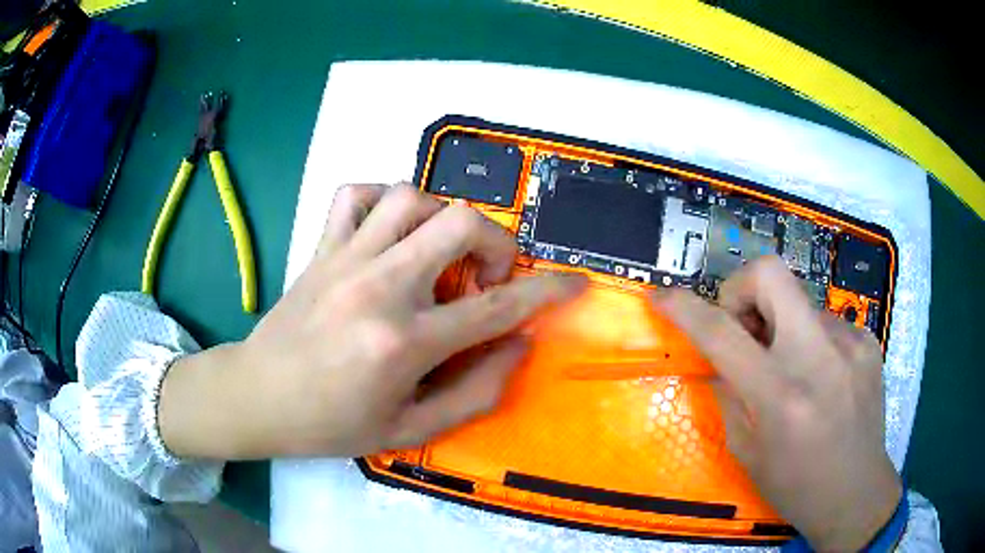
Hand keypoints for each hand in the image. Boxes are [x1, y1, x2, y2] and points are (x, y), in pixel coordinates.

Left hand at [158, 184, 585, 458]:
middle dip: (495, 242)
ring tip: (439, 251)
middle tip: (485, 275)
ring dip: (441, 216)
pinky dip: (383, 200)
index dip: (547, 290)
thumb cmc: (333, 424)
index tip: (575, 282)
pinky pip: (355, 194)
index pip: (497, 306)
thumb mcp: (410, 430)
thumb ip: (476, 392)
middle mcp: (379, 287)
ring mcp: (346, 258)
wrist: (260, 397)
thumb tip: (518, 345)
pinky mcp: (321, 247)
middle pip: (459, 222)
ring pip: (410, 194)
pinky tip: (389, 231)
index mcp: (404, 343)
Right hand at [654, 256, 901, 551]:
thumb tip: (719, 356)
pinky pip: (825, 322)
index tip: (662, 296)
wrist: (857, 493)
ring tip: (792, 370)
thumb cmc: (795, 485)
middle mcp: (819, 357)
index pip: (722, 333)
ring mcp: (850, 342)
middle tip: (744, 329)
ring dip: (782, 327)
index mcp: (781, 396)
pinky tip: (821, 378)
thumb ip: (728, 394)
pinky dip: (811, 340)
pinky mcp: (868, 340)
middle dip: (742, 289)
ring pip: (798, 303)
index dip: (685, 308)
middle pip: (770, 273)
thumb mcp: (747, 452)